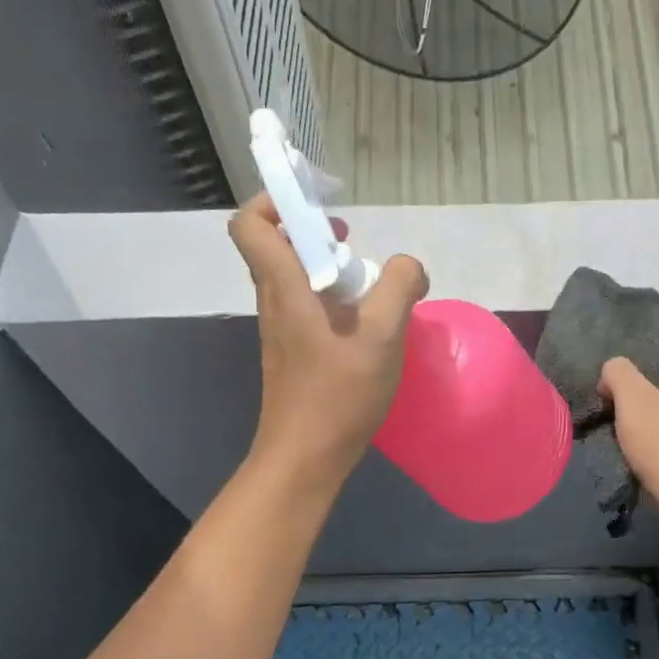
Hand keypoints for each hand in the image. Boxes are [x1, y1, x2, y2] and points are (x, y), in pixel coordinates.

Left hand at [230, 193, 427, 495]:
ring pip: (293, 279)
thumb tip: (408, 267)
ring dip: (327, 271)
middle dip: (313, 234)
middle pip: (275, 247)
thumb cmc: (338, 394)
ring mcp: (280, 331)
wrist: (305, 457)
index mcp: (284, 288)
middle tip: (353, 247)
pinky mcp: (291, 354)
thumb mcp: (382, 336)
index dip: (273, 202)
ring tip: (369, 289)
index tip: (316, 208)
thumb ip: (399, 288)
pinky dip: (331, 303)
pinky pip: (305, 309)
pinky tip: (365, 327)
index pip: (250, 225)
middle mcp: (273, 302)